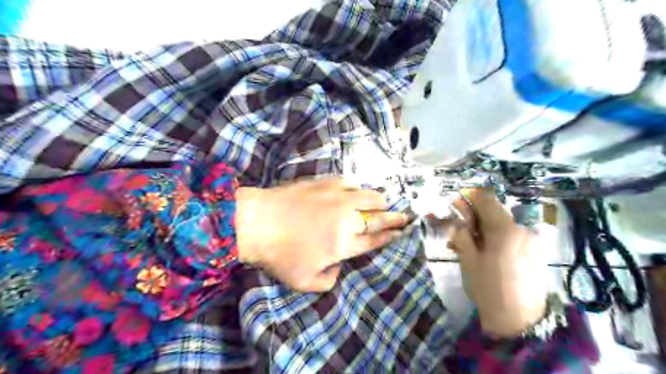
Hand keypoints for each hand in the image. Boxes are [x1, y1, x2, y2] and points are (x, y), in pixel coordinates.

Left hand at [233, 179, 411, 291]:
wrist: (257, 220)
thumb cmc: (279, 254)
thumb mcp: (304, 282)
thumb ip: (329, 280)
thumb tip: (339, 266)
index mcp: (344, 243)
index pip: (376, 239)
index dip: (391, 235)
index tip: (403, 231)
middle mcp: (348, 217)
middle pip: (380, 215)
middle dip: (396, 217)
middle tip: (404, 216)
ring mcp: (339, 196)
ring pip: (370, 194)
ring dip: (379, 201)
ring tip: (380, 204)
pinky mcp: (326, 182)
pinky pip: (351, 182)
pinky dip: (356, 189)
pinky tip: (352, 192)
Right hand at [447, 189, 546, 336]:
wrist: (520, 321)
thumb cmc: (488, 288)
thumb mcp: (468, 259)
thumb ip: (462, 233)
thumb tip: (456, 217)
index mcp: (505, 229)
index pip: (486, 200)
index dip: (469, 196)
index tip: (456, 200)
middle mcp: (522, 229)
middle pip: (495, 211)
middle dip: (474, 215)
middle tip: (459, 227)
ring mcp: (531, 240)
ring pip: (502, 224)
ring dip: (483, 228)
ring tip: (468, 243)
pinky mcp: (534, 250)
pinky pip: (511, 235)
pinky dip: (495, 237)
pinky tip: (483, 250)